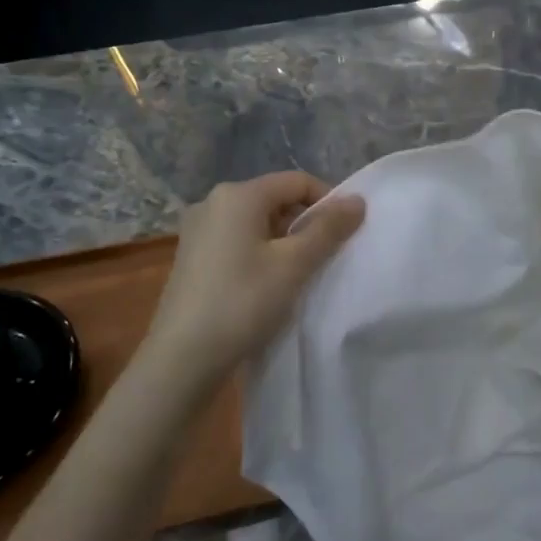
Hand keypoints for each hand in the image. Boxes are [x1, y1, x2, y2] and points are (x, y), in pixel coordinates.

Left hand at [146, 172, 365, 379]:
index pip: (297, 182)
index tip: (344, 235)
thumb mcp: (294, 264)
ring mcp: (198, 230)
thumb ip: (328, 228)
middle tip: (325, 257)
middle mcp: (213, 202)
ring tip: (299, 274)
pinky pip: (238, 240)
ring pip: (257, 222)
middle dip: (306, 223)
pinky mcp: (192, 256)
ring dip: (285, 241)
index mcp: (238, 195)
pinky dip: (261, 253)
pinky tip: (267, 284)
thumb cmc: (243, 302)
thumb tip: (357, 200)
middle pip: (276, 199)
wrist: (182, 358)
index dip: (328, 202)